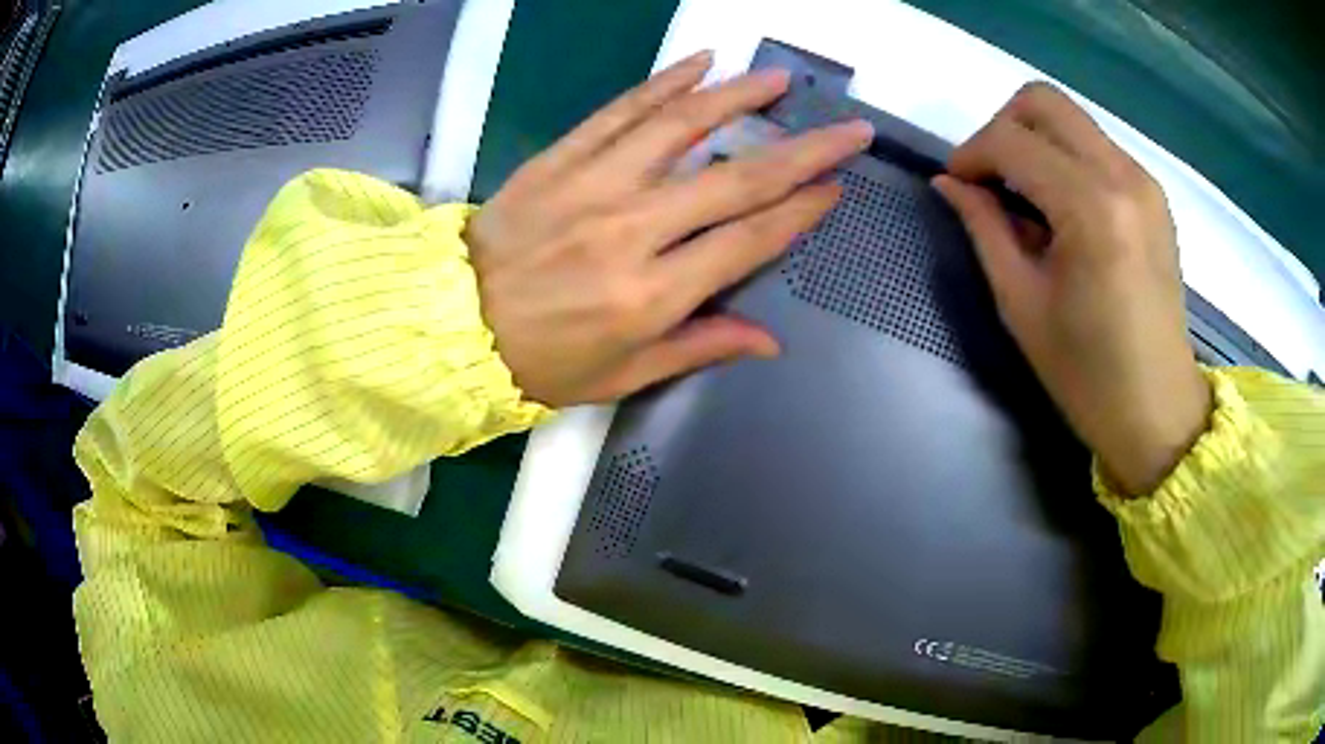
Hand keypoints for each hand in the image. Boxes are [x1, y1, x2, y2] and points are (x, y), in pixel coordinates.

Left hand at [466, 52, 872, 406]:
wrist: (451, 326)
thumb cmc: (541, 362)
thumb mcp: (624, 376)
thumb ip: (699, 348)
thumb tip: (769, 341)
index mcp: (652, 295)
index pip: (747, 240)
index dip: (800, 212)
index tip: (835, 187)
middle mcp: (631, 232)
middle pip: (735, 181)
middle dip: (803, 152)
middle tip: (847, 130)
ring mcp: (593, 186)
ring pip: (680, 128)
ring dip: (738, 98)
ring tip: (778, 81)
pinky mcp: (560, 160)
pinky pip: (619, 112)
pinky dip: (662, 84)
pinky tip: (700, 65)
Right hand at [933, 83, 1210, 494]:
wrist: (1159, 411)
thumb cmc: (1088, 376)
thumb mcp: (1022, 305)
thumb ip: (985, 229)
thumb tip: (950, 183)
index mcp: (1091, 208)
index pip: (1012, 141)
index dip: (972, 154)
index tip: (957, 185)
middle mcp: (1122, 176)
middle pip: (1043, 102)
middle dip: (1002, 127)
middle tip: (991, 178)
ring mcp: (1143, 181)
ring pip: (1071, 118)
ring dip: (1035, 141)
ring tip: (1026, 197)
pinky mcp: (1153, 194)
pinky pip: (1096, 146)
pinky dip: (1066, 158)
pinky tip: (1062, 208)